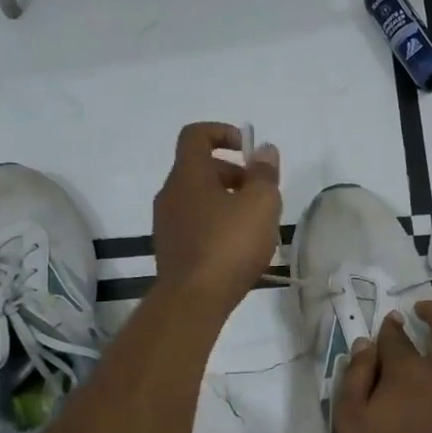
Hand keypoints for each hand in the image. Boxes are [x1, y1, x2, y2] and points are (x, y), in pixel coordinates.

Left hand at [152, 122, 281, 312]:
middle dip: (233, 173)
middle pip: (200, 169)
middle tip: (261, 194)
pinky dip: (217, 224)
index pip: (196, 135)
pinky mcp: (171, 250)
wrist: (193, 300)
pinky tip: (238, 248)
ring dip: (226, 201)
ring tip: (255, 224)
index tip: (248, 149)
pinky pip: (195, 224)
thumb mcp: (261, 204)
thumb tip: (264, 151)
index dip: (222, 132)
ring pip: (198, 198)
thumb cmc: (229, 244)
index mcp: (188, 175)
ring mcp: (167, 224)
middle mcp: (171, 194)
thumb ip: (264, 174)